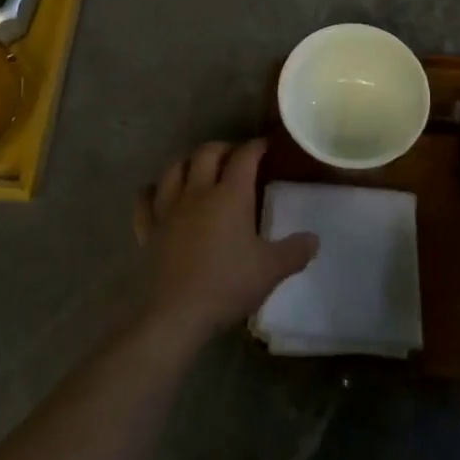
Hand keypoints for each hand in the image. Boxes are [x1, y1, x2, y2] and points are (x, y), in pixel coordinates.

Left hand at [133, 139, 318, 348]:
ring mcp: (168, 208)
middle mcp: (198, 192)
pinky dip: (153, 191)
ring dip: (189, 162)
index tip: (264, 146)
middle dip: (222, 148)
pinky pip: (146, 200)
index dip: (255, 147)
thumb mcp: (270, 271)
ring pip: (174, 169)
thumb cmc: (227, 285)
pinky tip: (158, 193)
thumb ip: (294, 252)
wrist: (177, 314)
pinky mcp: (148, 228)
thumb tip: (314, 239)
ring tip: (199, 168)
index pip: (244, 157)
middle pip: (207, 153)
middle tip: (234, 156)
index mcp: (230, 196)